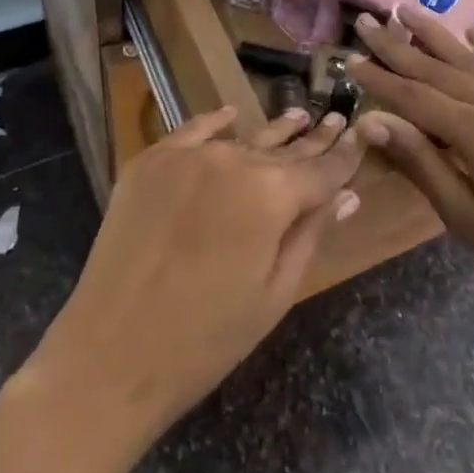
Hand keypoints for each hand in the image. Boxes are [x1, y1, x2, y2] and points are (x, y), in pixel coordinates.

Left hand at [26, 106, 363, 438]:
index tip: (362, 133)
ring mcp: (188, 157)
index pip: (323, 169)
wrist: (111, 356)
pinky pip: (192, 132)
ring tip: (300, 117)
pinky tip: (232, 116)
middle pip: (285, 149)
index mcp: (272, 194)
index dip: (345, 155)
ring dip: (273, 131)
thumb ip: (312, 234)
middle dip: (314, 139)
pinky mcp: (150, 163)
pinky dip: (215, 123)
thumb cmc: (207, 339)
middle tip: (337, 119)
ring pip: (243, 138)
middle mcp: (234, 160)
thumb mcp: (275, 292)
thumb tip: (348, 195)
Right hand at [348, 7, 473, 336]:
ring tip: (408, 11)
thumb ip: (420, 162)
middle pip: (439, 68)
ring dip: (439, 35)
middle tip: (368, 20)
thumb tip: (372, 122)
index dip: (379, 79)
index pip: (414, 96)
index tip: (349, 59)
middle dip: (399, 45)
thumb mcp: (464, 216)